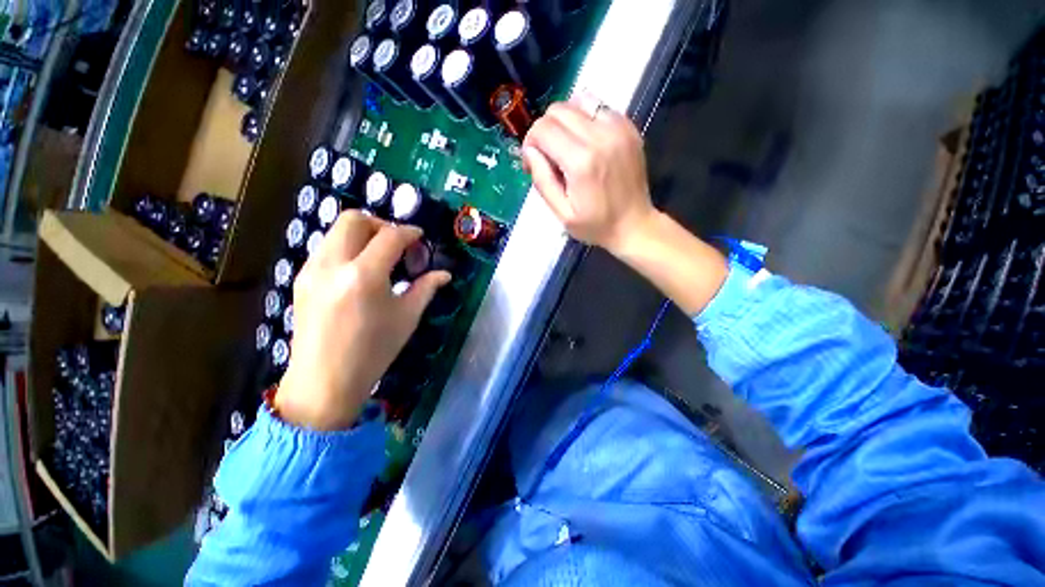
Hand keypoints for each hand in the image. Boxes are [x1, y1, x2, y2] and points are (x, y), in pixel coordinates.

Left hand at [276, 211, 450, 430]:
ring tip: (380, 257)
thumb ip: (426, 288)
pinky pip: (327, 248)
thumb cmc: (373, 351)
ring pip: (336, 231)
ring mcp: (311, 270)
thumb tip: (445, 274)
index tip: (420, 238)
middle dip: (381, 224)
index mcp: (364, 276)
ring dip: (362, 234)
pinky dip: (347, 248)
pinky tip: (360, 272)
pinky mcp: (301, 279)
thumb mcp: (407, 317)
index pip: (390, 236)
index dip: (409, 232)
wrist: (324, 382)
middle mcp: (333, 265)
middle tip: (397, 244)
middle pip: (354, 219)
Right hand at [522, 95, 655, 254]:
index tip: (532, 162)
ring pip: (578, 102)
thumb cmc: (596, 225)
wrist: (634, 225)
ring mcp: (619, 128)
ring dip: (565, 121)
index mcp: (581, 162)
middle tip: (548, 155)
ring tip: (566, 146)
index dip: (530, 142)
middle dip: (545, 130)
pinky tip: (586, 143)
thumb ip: (542, 181)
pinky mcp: (629, 127)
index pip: (543, 129)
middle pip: (558, 110)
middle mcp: (600, 136)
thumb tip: (530, 151)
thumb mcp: (562, 213)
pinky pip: (599, 107)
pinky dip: (585, 119)